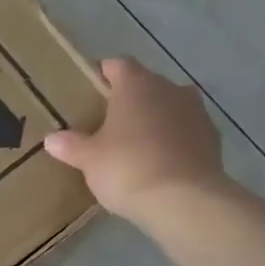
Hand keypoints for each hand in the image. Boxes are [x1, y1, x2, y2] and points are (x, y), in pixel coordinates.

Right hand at [43, 57, 226, 222]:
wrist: (183, 200)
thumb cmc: (127, 167)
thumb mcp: (88, 159)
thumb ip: (70, 145)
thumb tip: (52, 138)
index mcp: (136, 86)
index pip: (118, 65)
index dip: (103, 73)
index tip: (90, 88)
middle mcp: (170, 89)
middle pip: (146, 85)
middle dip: (129, 99)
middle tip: (107, 122)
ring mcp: (197, 113)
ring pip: (170, 106)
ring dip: (155, 118)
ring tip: (135, 142)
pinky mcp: (212, 139)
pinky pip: (186, 131)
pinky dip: (173, 140)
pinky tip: (159, 162)